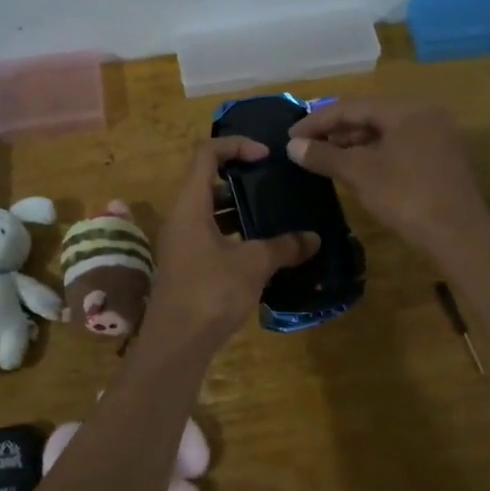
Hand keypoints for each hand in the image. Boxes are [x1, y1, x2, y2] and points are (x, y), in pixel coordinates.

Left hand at [144, 138, 319, 347]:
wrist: (176, 344)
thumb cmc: (210, 293)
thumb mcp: (253, 265)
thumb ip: (283, 247)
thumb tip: (313, 239)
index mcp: (190, 205)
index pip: (206, 154)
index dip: (236, 146)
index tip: (266, 156)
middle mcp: (181, 218)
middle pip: (208, 182)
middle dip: (242, 181)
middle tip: (275, 187)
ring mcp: (181, 244)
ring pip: (211, 213)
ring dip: (240, 211)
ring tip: (275, 218)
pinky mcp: (187, 267)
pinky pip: (212, 238)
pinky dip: (235, 236)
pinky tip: (263, 252)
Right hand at [287, 96, 489, 256]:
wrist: (458, 235)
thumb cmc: (406, 197)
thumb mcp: (360, 174)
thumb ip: (324, 156)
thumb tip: (293, 147)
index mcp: (407, 109)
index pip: (352, 106)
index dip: (318, 121)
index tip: (291, 136)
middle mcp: (425, 114)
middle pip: (371, 115)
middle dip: (336, 130)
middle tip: (306, 146)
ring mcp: (437, 135)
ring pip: (385, 131)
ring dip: (354, 142)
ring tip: (325, 157)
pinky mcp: (441, 158)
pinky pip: (400, 145)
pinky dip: (375, 152)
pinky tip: (355, 167)